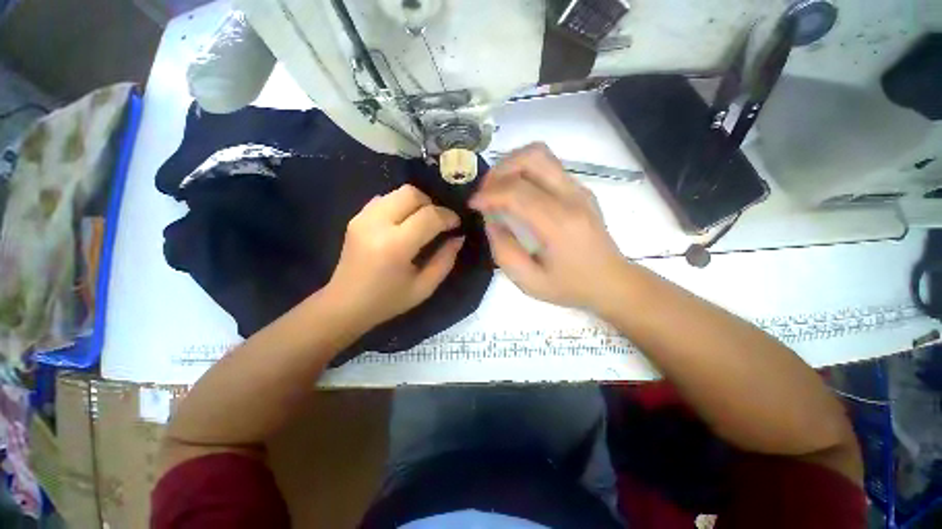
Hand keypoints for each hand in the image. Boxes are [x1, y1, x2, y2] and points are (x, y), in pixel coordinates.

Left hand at [326, 185, 463, 329]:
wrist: (344, 304)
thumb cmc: (387, 301)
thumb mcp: (424, 287)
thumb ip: (445, 260)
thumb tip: (458, 237)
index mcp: (396, 246)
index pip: (429, 216)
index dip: (448, 216)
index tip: (457, 224)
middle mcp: (377, 224)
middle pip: (412, 193)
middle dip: (432, 204)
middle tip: (439, 222)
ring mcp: (363, 218)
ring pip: (398, 192)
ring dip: (417, 203)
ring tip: (423, 221)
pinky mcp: (356, 217)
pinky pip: (385, 199)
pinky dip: (400, 205)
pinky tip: (404, 223)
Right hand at [470, 143, 625, 308]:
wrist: (612, 282)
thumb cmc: (570, 287)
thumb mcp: (530, 282)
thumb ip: (504, 251)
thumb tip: (491, 221)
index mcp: (559, 224)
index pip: (517, 192)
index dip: (489, 194)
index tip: (473, 205)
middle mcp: (572, 198)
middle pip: (532, 157)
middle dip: (500, 170)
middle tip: (486, 192)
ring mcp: (579, 189)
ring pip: (541, 155)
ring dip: (512, 165)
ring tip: (498, 188)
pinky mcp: (581, 189)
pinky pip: (548, 166)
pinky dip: (525, 171)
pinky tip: (517, 193)